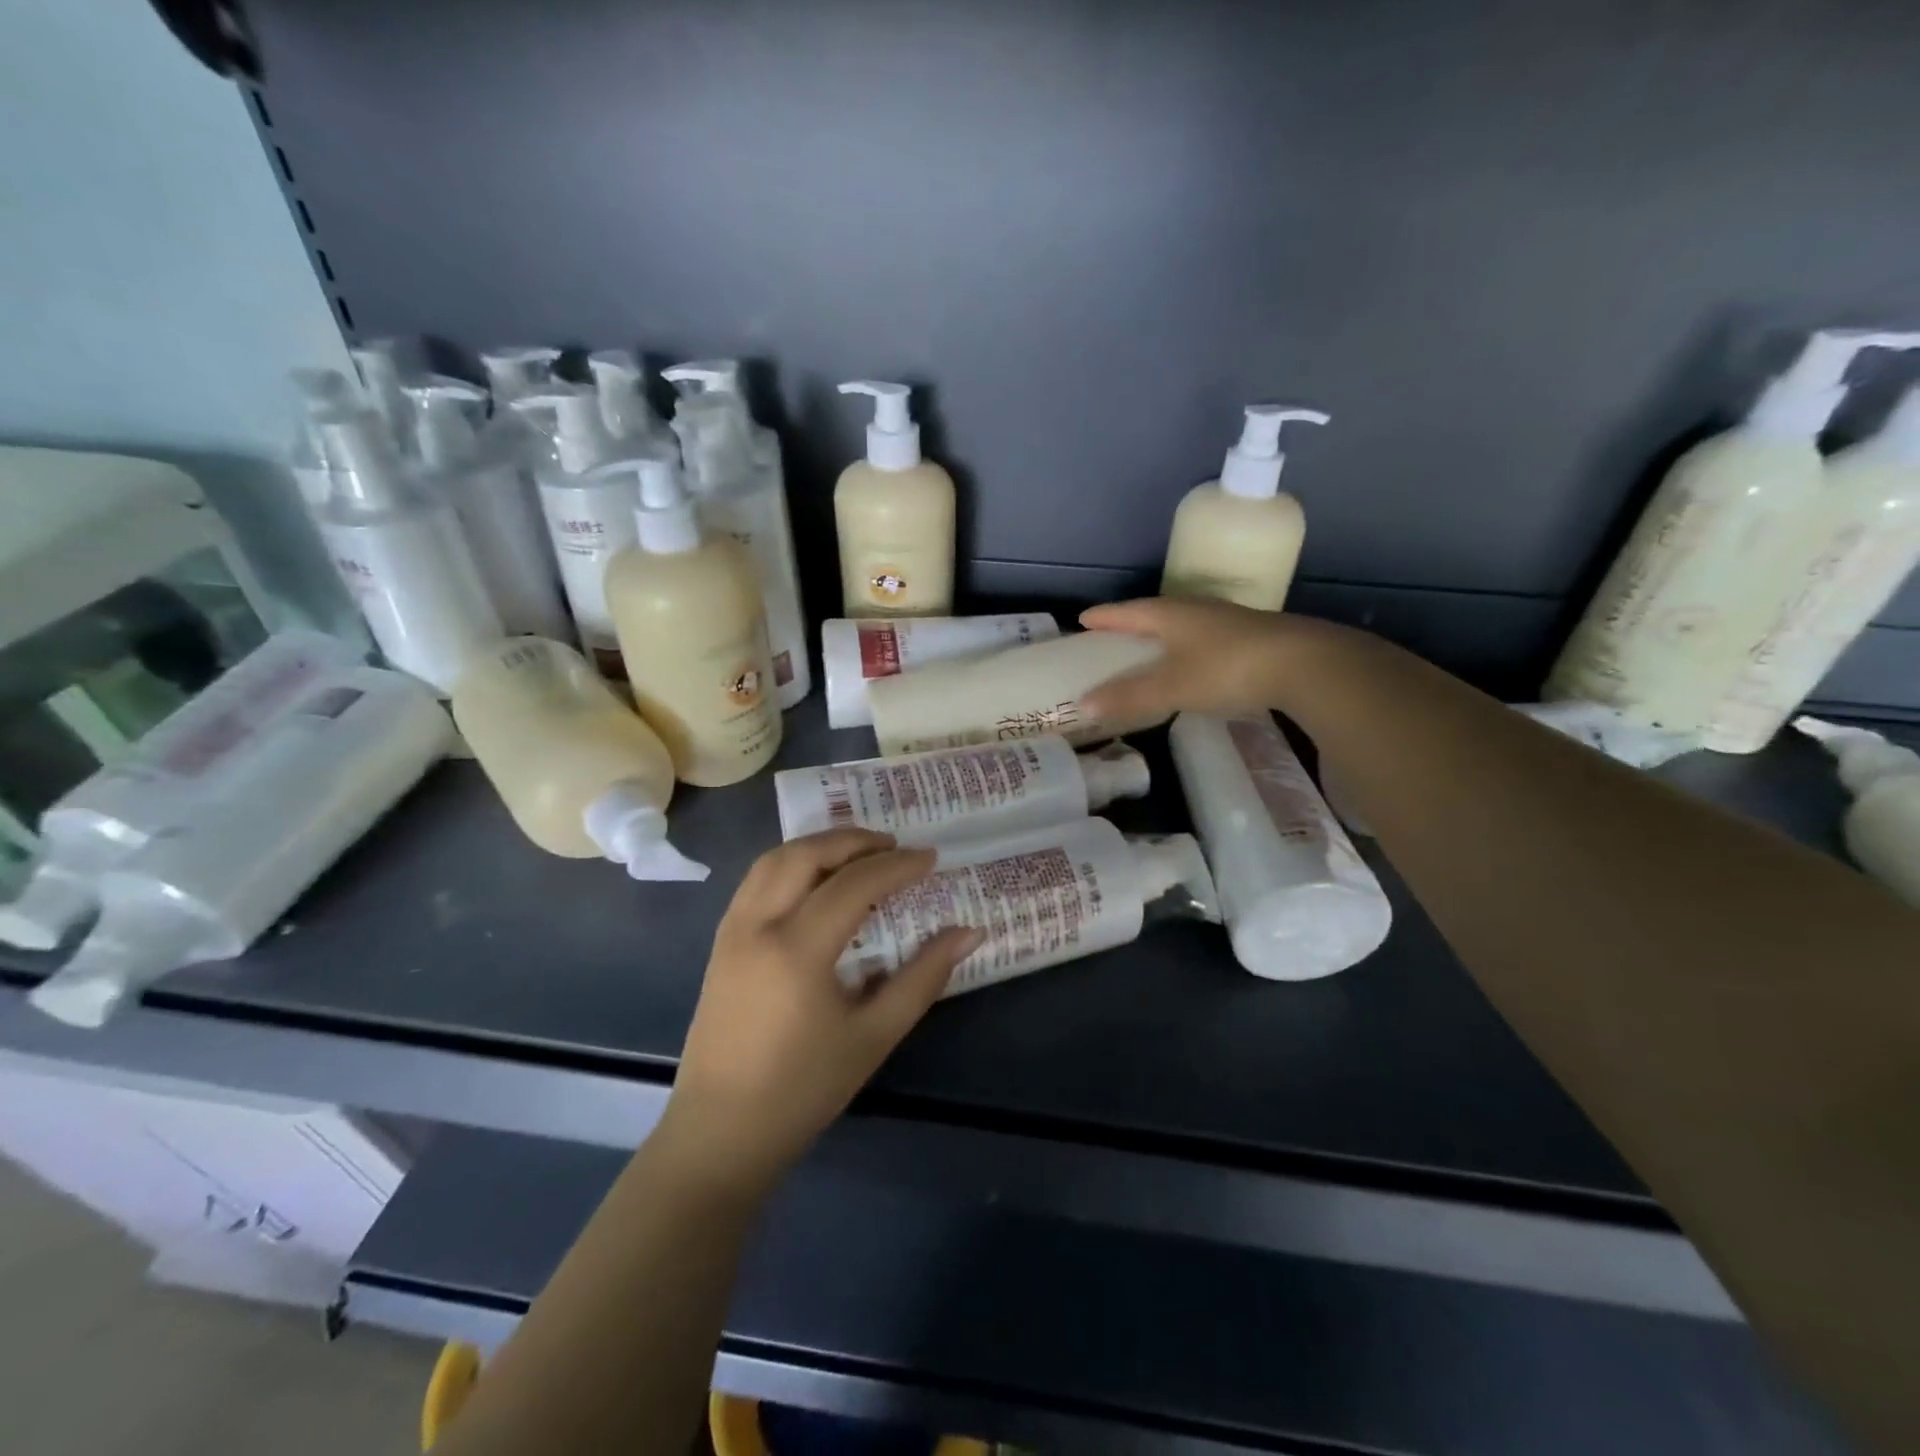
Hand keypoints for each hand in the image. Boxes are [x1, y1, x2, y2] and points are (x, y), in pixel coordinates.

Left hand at [664, 828, 980, 1189]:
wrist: (721, 1133)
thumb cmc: (804, 1089)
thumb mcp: (874, 1035)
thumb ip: (923, 977)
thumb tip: (968, 933)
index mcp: (797, 949)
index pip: (854, 884)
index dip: (897, 866)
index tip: (931, 858)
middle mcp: (758, 925)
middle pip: (806, 854)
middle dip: (854, 840)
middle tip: (894, 846)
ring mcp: (732, 930)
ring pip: (774, 860)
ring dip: (818, 845)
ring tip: (858, 854)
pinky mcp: (720, 942)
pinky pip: (756, 880)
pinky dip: (791, 863)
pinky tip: (815, 882)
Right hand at [1078, 596, 1301, 723]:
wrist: (1304, 664)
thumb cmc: (1227, 669)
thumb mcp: (1172, 687)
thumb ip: (1129, 696)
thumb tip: (1084, 703)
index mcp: (1172, 615)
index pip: (1129, 611)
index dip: (1105, 617)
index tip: (1083, 619)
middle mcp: (1197, 610)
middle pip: (1155, 613)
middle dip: (1131, 623)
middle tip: (1111, 635)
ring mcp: (1227, 621)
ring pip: (1183, 624)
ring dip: (1161, 634)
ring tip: (1147, 648)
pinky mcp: (1250, 637)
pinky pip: (1204, 638)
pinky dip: (1186, 648)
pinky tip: (1190, 662)